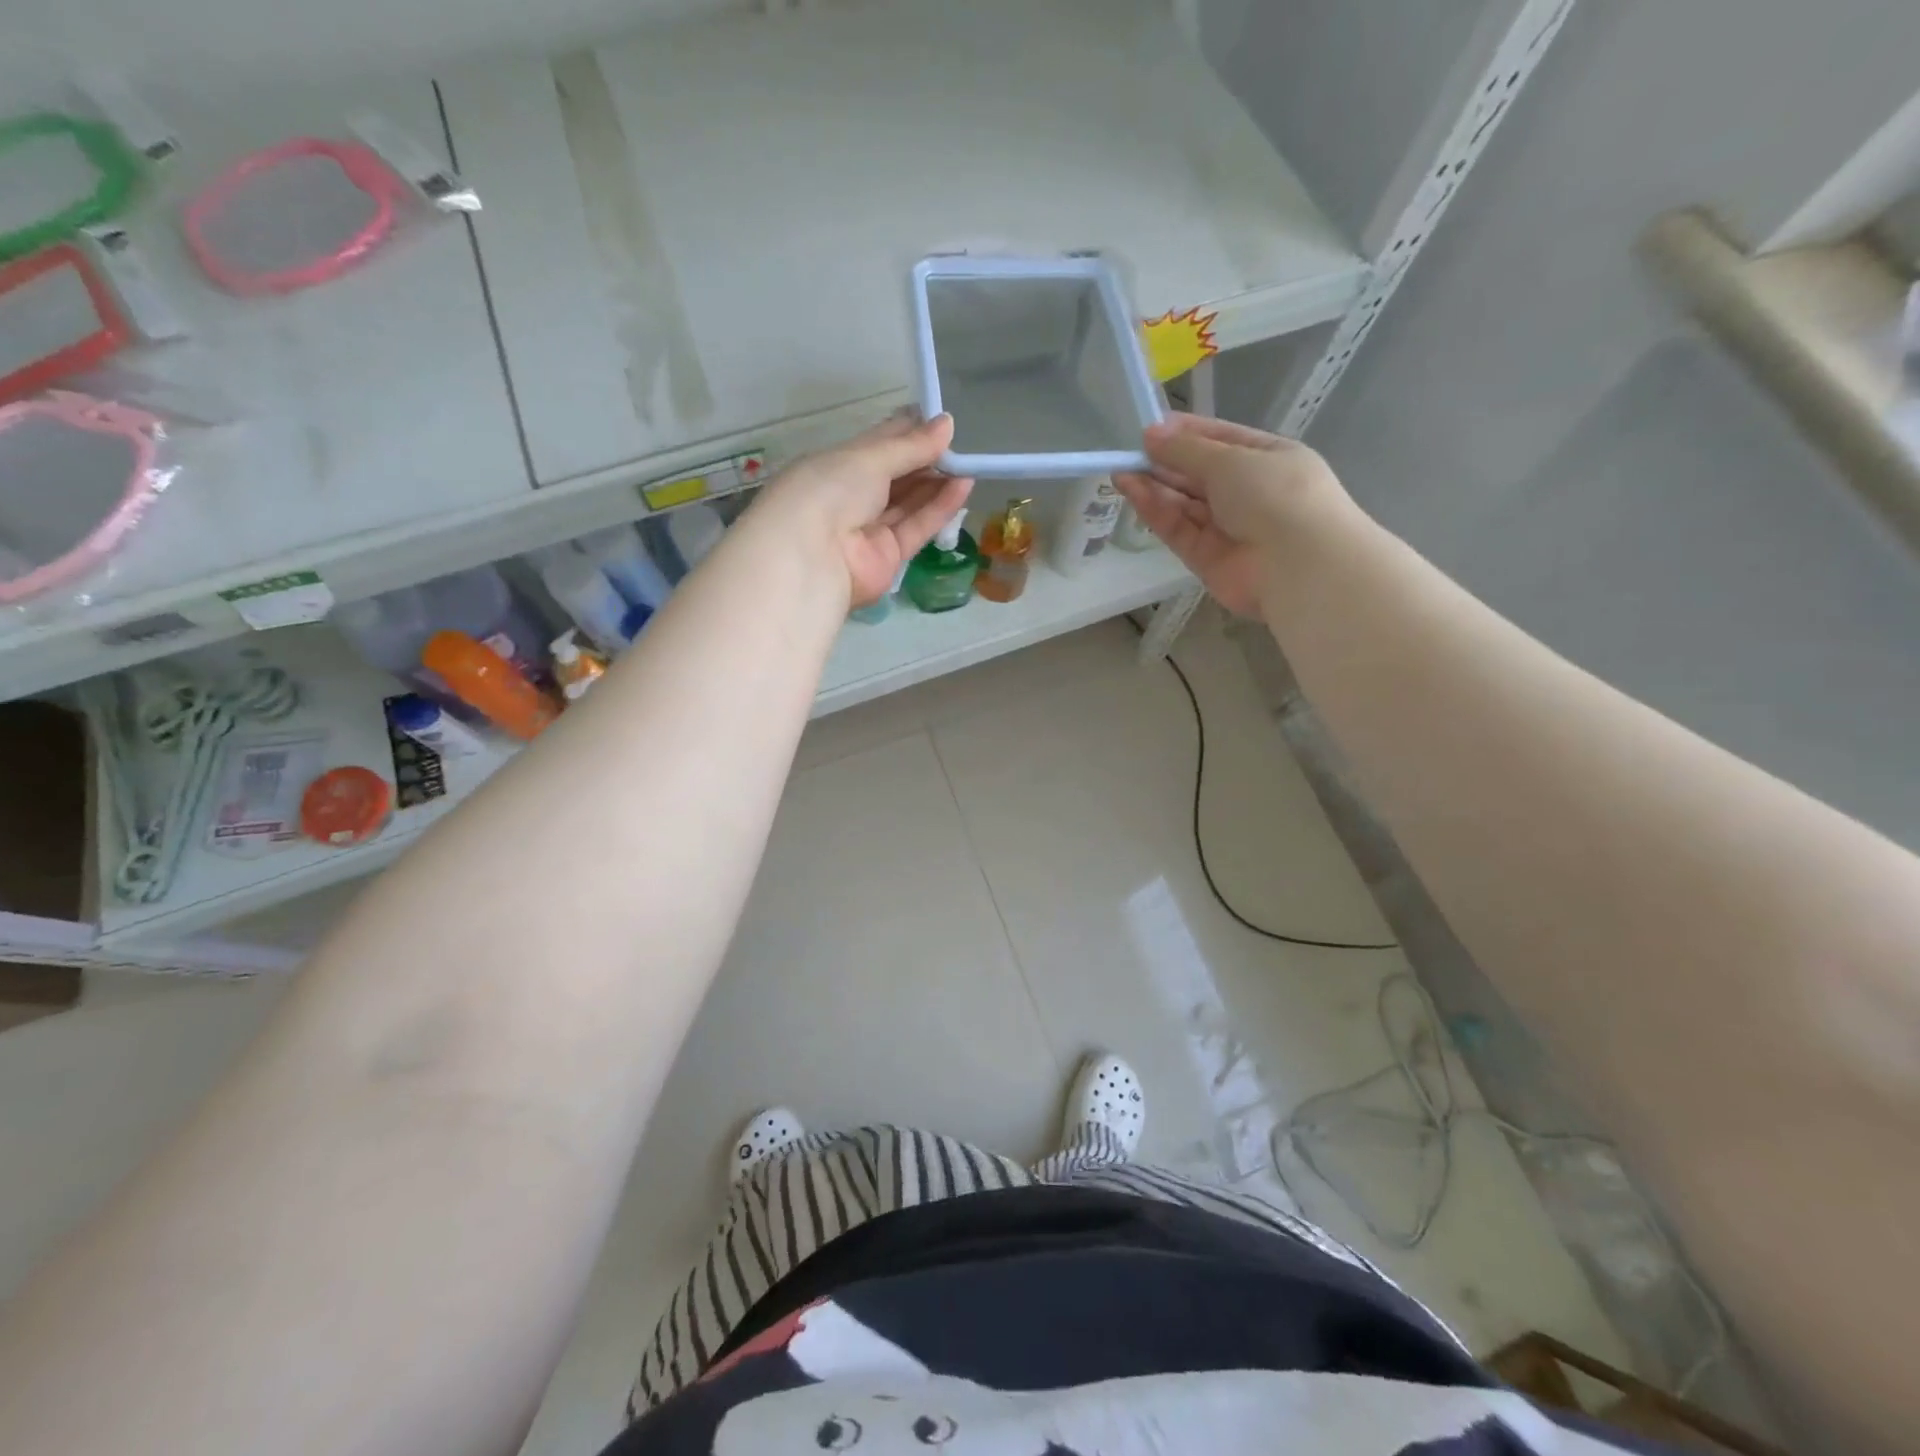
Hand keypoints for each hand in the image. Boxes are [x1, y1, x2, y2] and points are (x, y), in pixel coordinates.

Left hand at [751, 413, 973, 606]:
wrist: (811, 558)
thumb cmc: (830, 490)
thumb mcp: (869, 458)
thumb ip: (911, 446)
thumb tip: (947, 424)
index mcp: (836, 466)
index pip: (878, 445)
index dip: (908, 432)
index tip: (941, 421)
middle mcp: (852, 497)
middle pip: (896, 475)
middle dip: (926, 460)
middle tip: (961, 446)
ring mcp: (870, 529)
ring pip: (909, 502)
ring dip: (938, 483)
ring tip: (971, 464)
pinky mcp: (889, 557)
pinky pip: (917, 527)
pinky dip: (939, 508)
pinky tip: (964, 486)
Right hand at [1114, 414, 1348, 614]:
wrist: (1297, 565)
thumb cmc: (1274, 494)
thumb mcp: (1230, 460)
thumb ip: (1185, 450)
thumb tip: (1150, 433)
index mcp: (1268, 459)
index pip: (1221, 440)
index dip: (1187, 433)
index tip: (1152, 428)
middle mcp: (1248, 493)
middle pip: (1198, 474)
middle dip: (1165, 462)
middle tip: (1129, 452)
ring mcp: (1227, 528)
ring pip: (1184, 503)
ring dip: (1154, 486)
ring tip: (1120, 471)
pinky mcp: (1206, 558)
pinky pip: (1178, 529)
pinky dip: (1156, 511)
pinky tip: (1132, 492)